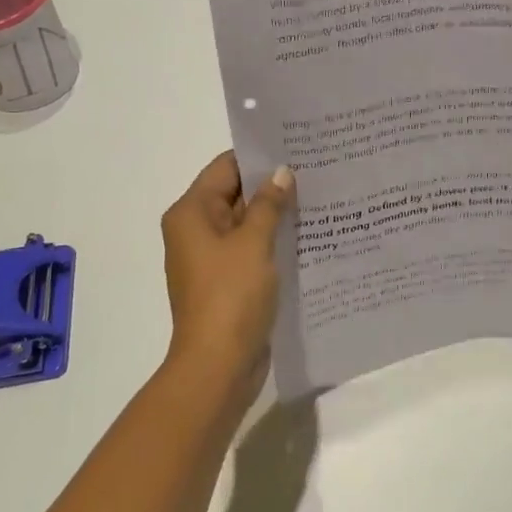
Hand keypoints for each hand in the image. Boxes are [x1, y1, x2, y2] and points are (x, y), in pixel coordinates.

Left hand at [160, 152, 294, 400]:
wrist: (219, 365)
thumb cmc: (231, 296)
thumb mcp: (253, 243)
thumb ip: (268, 204)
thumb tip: (282, 173)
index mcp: (191, 213)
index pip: (225, 168)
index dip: (258, 156)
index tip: (296, 146)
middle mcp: (196, 230)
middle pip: (235, 194)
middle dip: (271, 184)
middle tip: (316, 169)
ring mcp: (212, 258)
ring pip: (246, 224)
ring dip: (276, 214)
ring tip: (319, 196)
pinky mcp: (228, 281)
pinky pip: (251, 250)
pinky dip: (273, 241)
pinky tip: (308, 234)